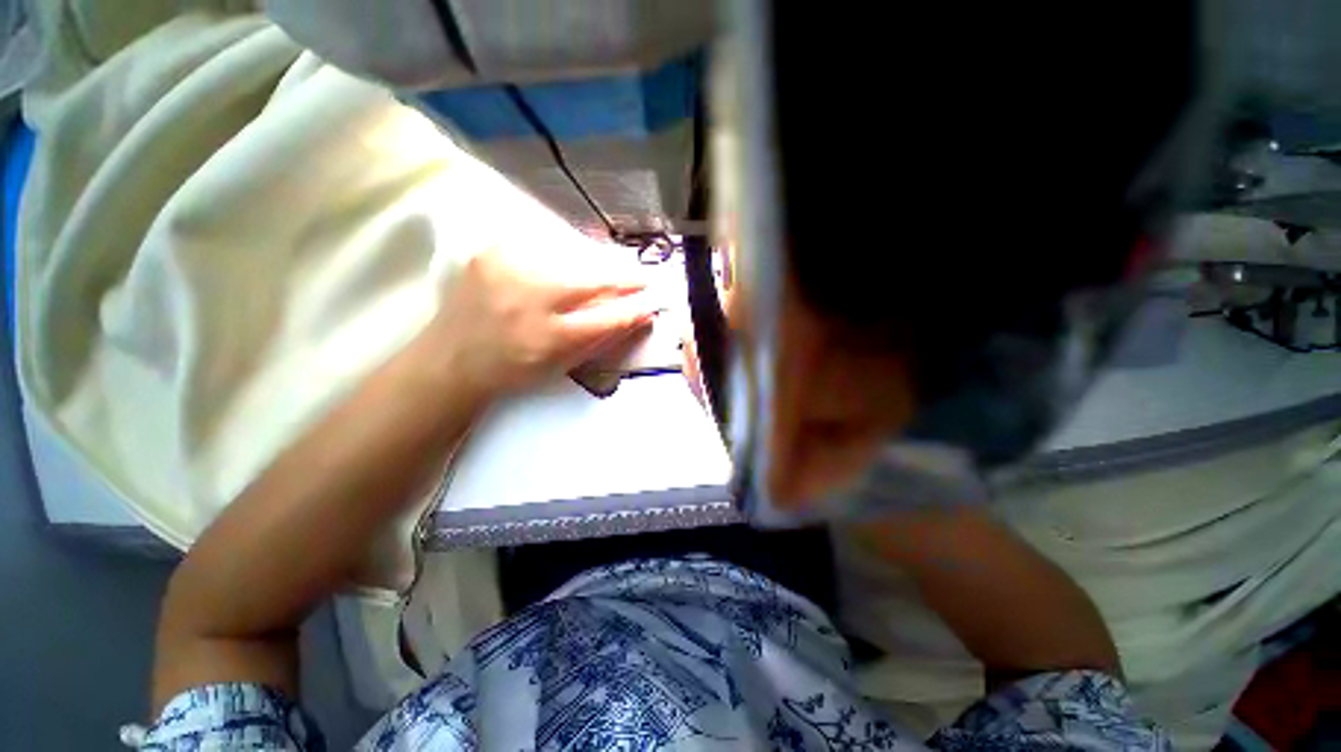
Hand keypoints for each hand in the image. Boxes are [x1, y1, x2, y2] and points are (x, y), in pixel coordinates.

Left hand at [429, 248, 657, 400]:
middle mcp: (529, 300)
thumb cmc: (514, 369)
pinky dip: (563, 252)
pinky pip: (541, 244)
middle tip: (640, 279)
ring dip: (596, 263)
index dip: (634, 309)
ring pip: (571, 256)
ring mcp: (508, 270)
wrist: (452, 357)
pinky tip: (568, 262)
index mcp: (548, 338)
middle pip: (592, 280)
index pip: (607, 318)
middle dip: (623, 278)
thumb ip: (601, 339)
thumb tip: (637, 315)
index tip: (652, 302)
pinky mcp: (491, 252)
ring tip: (608, 271)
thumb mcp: (562, 365)